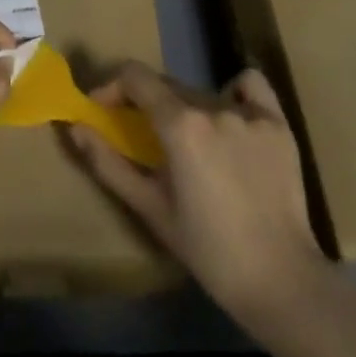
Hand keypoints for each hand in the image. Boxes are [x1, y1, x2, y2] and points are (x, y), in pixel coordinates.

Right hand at [70, 62, 324, 330]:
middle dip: (146, 104)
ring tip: (192, 147)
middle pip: (168, 86)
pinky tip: (231, 119)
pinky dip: (235, 93)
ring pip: (203, 94)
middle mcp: (213, 107)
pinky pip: (250, 87)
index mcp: (180, 124)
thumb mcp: (149, 208)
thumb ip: (108, 163)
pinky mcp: (278, 124)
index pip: (135, 77)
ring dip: (186, 110)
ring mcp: (250, 114)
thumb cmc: (207, 249)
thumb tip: (76, 127)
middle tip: (143, 137)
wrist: (280, 279)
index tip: (102, 109)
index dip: (111, 87)